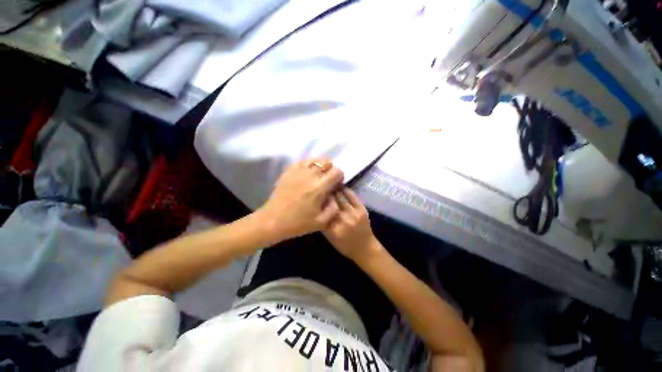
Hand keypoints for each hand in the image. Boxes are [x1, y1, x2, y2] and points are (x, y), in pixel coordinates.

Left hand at [259, 159, 343, 240]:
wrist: (273, 220)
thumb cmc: (298, 223)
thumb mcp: (322, 222)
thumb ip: (334, 208)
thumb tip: (335, 195)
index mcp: (319, 187)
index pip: (337, 171)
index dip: (340, 177)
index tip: (336, 185)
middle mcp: (310, 175)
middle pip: (327, 163)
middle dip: (331, 171)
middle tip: (327, 181)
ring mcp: (298, 171)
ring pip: (315, 160)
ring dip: (320, 166)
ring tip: (318, 176)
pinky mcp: (288, 171)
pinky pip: (303, 162)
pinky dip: (309, 165)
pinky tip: (307, 174)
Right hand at [323, 188, 384, 263]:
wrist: (365, 248)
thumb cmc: (345, 246)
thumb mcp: (330, 238)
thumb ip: (323, 224)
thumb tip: (317, 208)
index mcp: (333, 229)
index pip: (322, 211)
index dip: (318, 203)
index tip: (315, 197)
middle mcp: (343, 220)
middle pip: (331, 203)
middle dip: (325, 195)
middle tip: (321, 189)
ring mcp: (353, 214)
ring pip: (340, 197)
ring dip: (334, 190)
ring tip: (329, 185)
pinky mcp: (362, 209)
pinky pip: (352, 196)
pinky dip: (345, 190)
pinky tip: (340, 187)